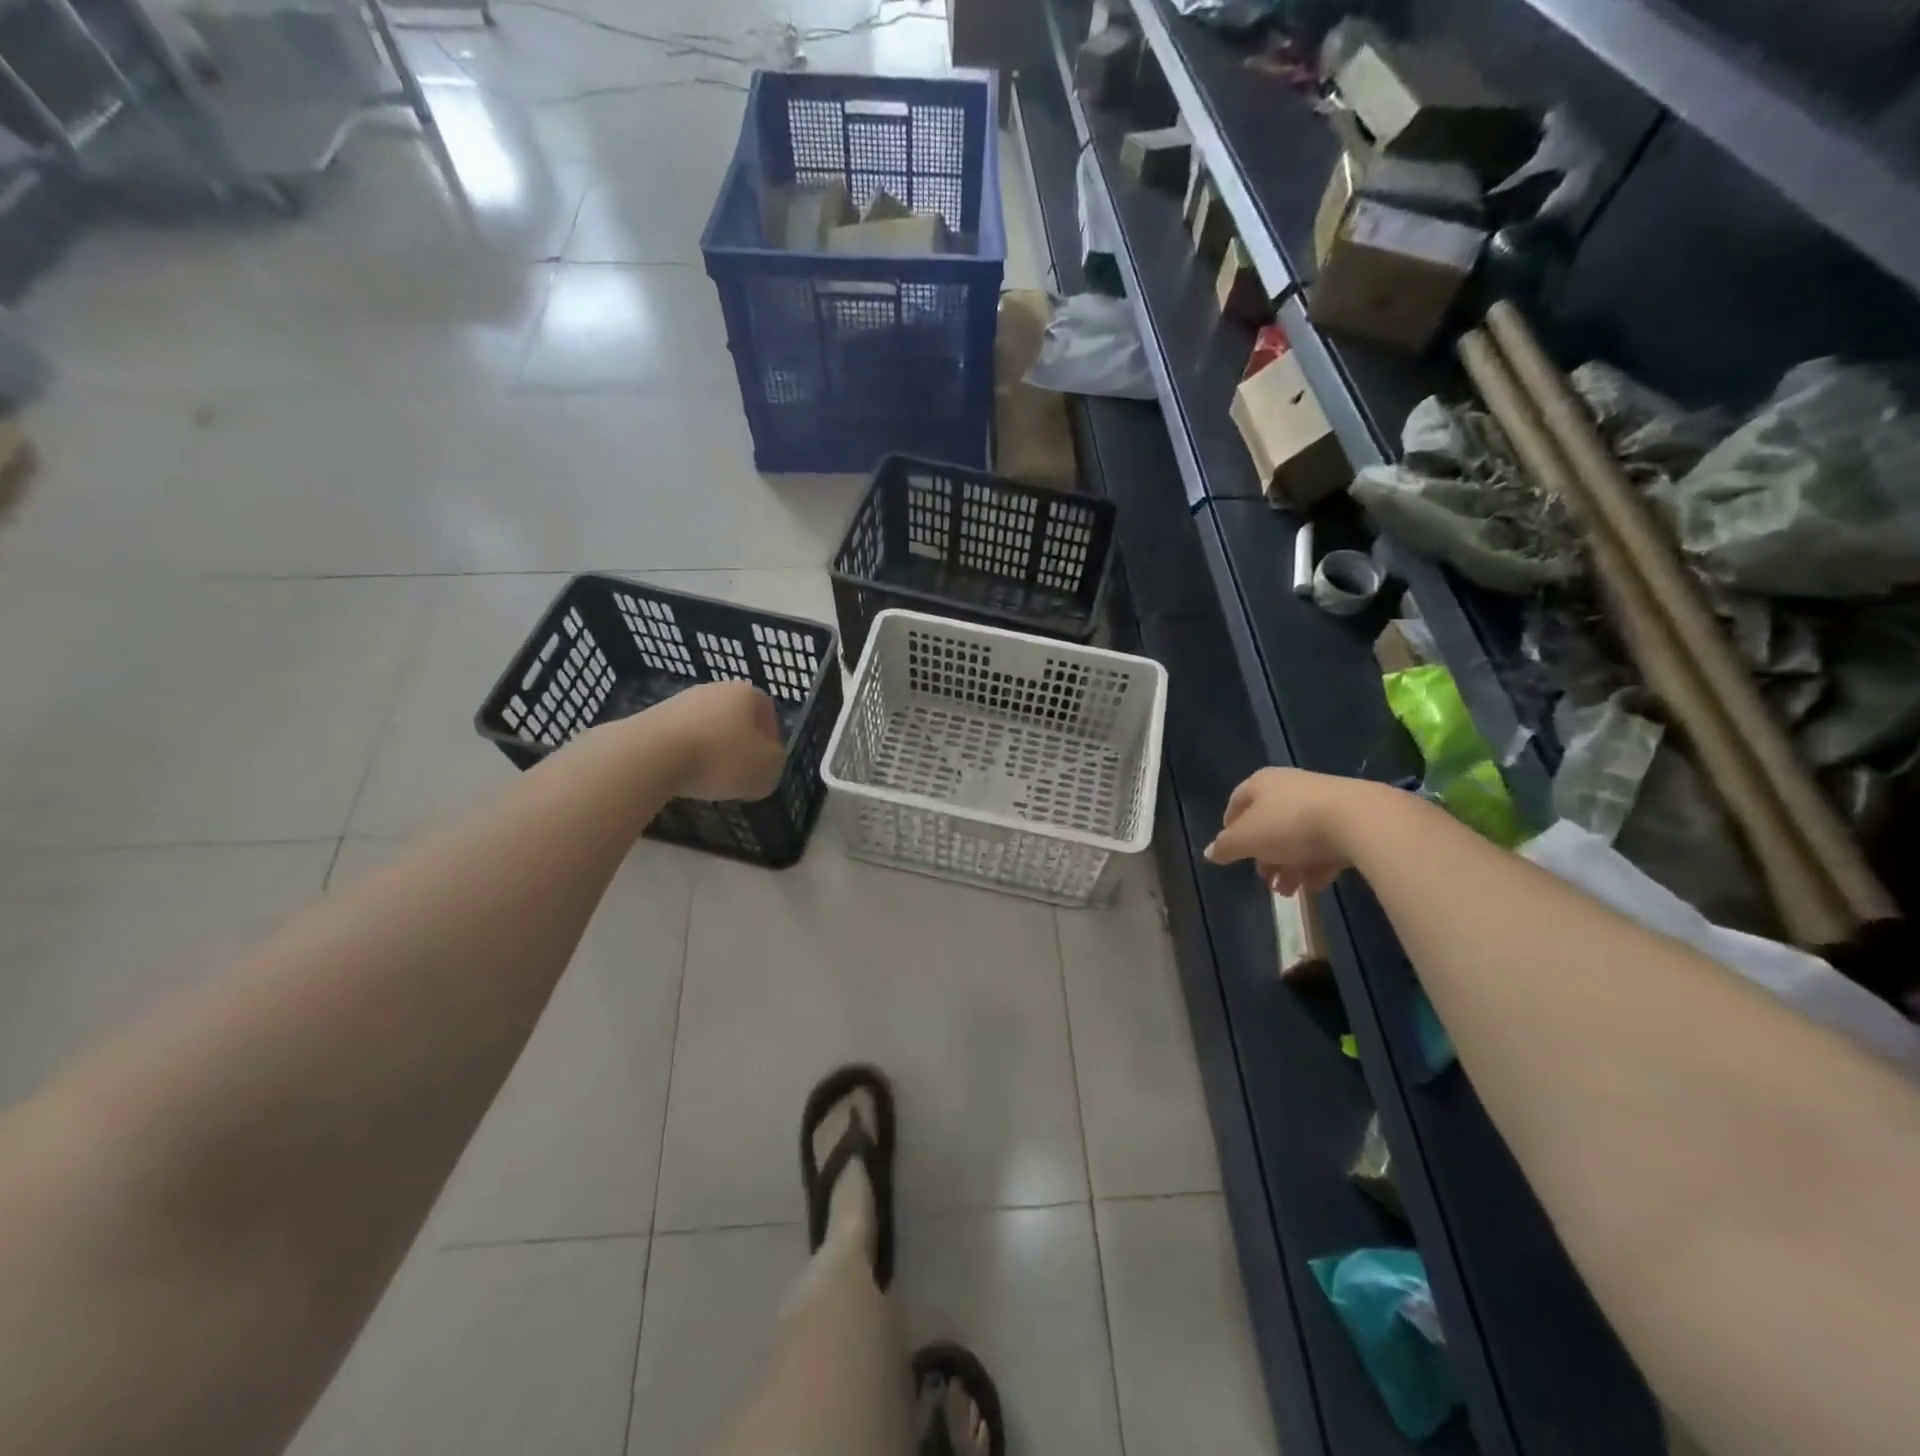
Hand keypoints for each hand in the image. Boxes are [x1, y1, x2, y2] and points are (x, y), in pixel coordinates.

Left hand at [647, 681, 787, 801]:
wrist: (651, 755)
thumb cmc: (720, 758)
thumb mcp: (766, 771)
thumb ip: (774, 765)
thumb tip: (765, 764)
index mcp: (746, 694)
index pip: (767, 711)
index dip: (770, 738)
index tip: (765, 763)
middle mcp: (714, 689)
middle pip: (735, 718)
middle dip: (739, 745)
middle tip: (739, 773)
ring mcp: (680, 701)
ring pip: (707, 727)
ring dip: (711, 750)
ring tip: (708, 779)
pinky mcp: (652, 718)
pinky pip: (680, 738)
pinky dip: (685, 755)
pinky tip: (682, 775)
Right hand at [1203, 767, 1364, 895]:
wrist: (1359, 820)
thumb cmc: (1289, 825)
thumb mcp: (1247, 840)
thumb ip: (1226, 847)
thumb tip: (1208, 852)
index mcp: (1261, 783)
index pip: (1237, 802)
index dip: (1230, 827)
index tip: (1231, 851)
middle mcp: (1289, 787)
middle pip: (1269, 823)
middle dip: (1264, 856)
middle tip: (1264, 879)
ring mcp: (1322, 801)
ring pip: (1297, 837)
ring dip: (1289, 866)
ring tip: (1289, 892)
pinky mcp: (1350, 818)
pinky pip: (1325, 843)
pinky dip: (1316, 864)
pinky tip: (1313, 887)